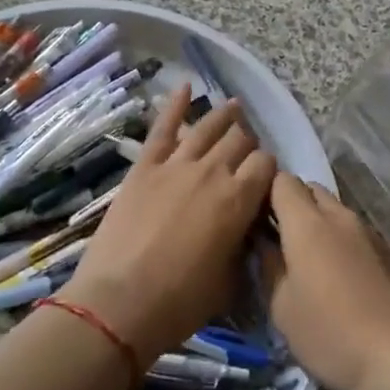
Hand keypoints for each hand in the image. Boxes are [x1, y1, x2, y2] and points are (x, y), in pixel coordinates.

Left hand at [61, 85, 275, 367]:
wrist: (120, 303)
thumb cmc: (180, 302)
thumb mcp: (229, 281)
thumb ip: (243, 247)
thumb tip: (246, 232)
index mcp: (239, 200)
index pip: (266, 165)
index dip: (268, 169)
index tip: (265, 180)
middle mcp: (213, 172)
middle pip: (240, 141)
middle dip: (248, 143)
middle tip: (246, 151)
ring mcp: (176, 165)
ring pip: (208, 128)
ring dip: (225, 115)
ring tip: (235, 106)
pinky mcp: (144, 167)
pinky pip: (163, 128)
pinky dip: (175, 104)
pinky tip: (185, 86)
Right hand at [261, 174, 389, 389]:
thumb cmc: (330, 334)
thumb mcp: (282, 307)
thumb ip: (268, 265)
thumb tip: (262, 240)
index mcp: (308, 223)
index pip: (282, 181)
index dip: (265, 193)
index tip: (255, 218)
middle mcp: (340, 216)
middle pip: (310, 190)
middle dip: (292, 205)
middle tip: (279, 241)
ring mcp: (368, 231)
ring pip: (335, 210)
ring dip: (318, 223)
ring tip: (309, 262)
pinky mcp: (389, 250)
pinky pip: (355, 231)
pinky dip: (341, 241)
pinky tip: (341, 278)